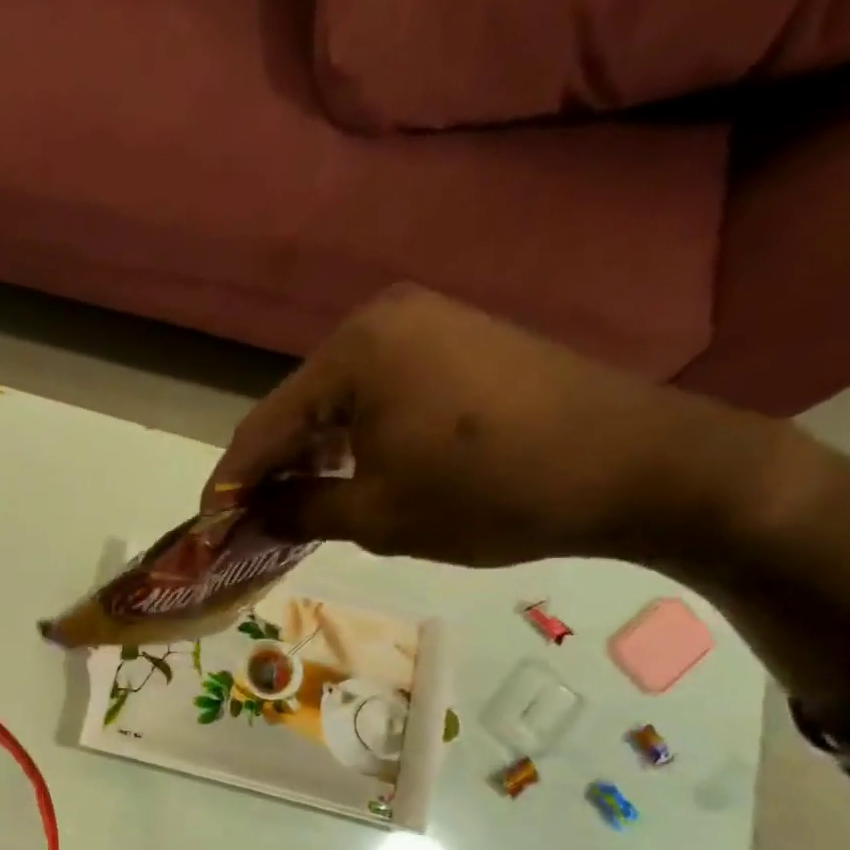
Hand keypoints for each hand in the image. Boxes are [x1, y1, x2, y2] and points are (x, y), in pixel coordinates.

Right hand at [206, 287, 766, 567]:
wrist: (642, 467)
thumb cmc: (493, 493)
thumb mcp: (380, 516)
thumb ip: (300, 511)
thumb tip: (252, 518)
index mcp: (354, 352)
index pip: (263, 427)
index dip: (230, 484)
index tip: (207, 529)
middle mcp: (380, 320)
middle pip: (296, 410)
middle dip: (269, 471)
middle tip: (249, 524)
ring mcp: (424, 324)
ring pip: (336, 403)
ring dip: (311, 457)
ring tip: (293, 509)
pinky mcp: (456, 341)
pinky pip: (378, 394)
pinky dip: (353, 439)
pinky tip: (349, 476)